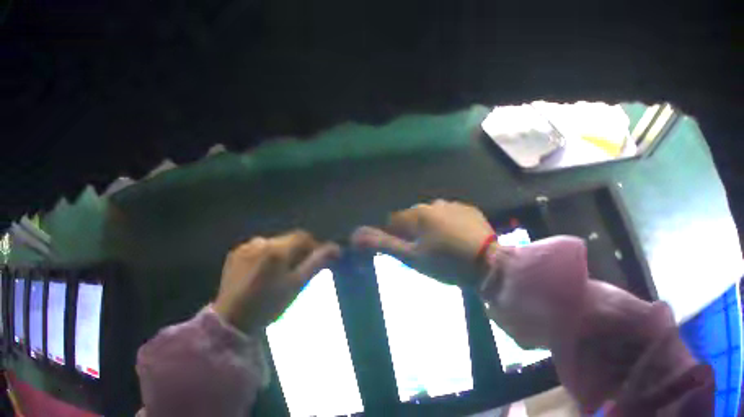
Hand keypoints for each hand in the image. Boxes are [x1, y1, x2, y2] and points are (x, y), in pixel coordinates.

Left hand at [213, 230, 340, 330]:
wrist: (233, 319)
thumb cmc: (268, 306)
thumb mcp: (296, 287)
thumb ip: (316, 265)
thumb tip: (335, 248)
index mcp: (276, 249)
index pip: (302, 237)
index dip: (314, 248)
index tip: (318, 264)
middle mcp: (259, 242)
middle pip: (285, 241)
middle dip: (295, 253)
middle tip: (298, 275)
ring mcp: (244, 248)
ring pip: (269, 246)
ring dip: (278, 256)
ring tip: (278, 279)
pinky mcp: (233, 256)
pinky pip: (254, 252)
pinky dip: (262, 260)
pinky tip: (260, 279)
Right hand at [352, 200, 495, 286]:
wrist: (488, 263)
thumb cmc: (447, 263)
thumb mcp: (412, 258)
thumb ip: (383, 245)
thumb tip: (355, 235)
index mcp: (418, 214)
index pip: (393, 223)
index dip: (395, 240)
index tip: (405, 256)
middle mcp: (435, 204)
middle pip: (414, 220)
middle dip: (414, 235)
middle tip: (425, 258)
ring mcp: (455, 206)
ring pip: (434, 219)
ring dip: (433, 231)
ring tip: (444, 252)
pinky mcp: (471, 211)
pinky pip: (452, 218)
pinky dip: (450, 228)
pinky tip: (459, 244)